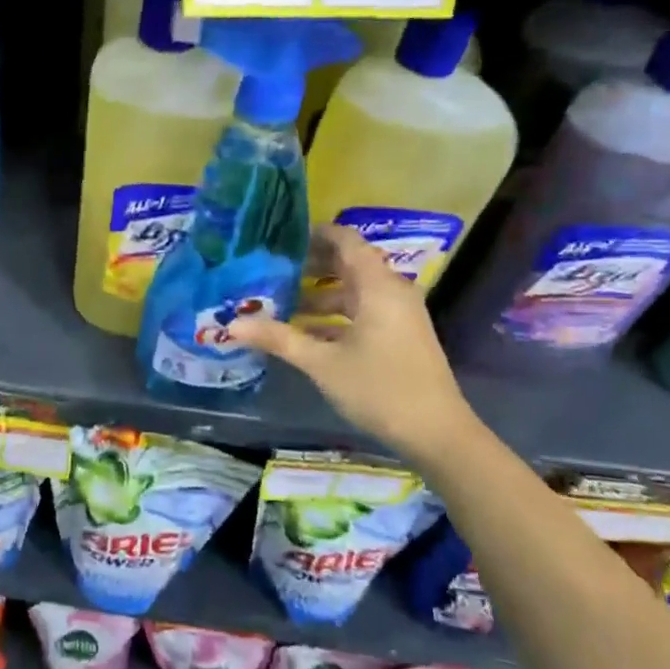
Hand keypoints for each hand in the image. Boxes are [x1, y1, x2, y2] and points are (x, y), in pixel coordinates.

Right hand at [226, 225, 482, 463]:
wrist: (437, 434)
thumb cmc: (379, 389)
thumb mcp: (322, 363)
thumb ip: (278, 338)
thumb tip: (232, 325)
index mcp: (377, 286)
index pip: (345, 240)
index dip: (314, 233)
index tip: (279, 237)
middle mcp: (391, 291)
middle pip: (348, 263)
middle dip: (309, 265)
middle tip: (270, 268)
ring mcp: (398, 314)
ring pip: (353, 290)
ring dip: (319, 293)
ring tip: (279, 301)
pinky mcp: (399, 334)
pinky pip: (362, 310)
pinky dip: (334, 314)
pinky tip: (304, 331)